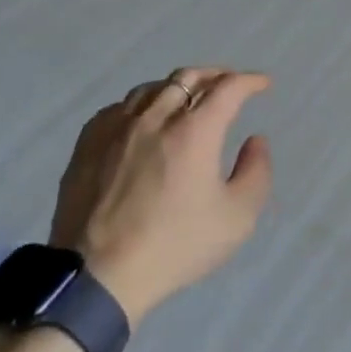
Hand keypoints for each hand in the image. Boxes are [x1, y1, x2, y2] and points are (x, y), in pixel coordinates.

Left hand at [50, 68, 273, 325]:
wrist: (98, 276)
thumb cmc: (174, 246)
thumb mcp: (237, 218)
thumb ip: (256, 172)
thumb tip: (255, 141)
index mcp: (195, 130)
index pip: (228, 87)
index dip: (250, 81)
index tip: (262, 85)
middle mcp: (156, 117)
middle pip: (188, 77)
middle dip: (215, 75)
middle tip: (229, 85)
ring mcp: (118, 127)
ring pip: (152, 88)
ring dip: (178, 87)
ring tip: (188, 99)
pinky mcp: (88, 143)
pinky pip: (120, 107)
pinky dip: (142, 104)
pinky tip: (144, 120)